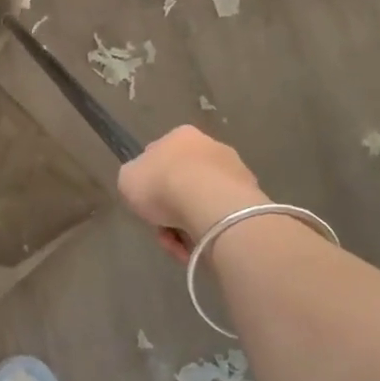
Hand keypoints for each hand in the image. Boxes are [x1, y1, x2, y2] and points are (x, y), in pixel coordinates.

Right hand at [118, 126, 268, 261]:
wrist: (210, 203)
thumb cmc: (163, 184)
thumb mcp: (127, 179)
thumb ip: (134, 178)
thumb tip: (145, 183)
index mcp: (181, 136)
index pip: (160, 157)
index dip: (150, 183)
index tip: (147, 204)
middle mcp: (211, 147)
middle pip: (184, 182)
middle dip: (172, 208)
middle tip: (163, 229)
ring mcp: (236, 171)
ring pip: (203, 202)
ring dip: (189, 223)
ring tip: (181, 244)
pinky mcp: (252, 197)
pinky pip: (222, 217)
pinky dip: (209, 231)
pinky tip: (200, 244)